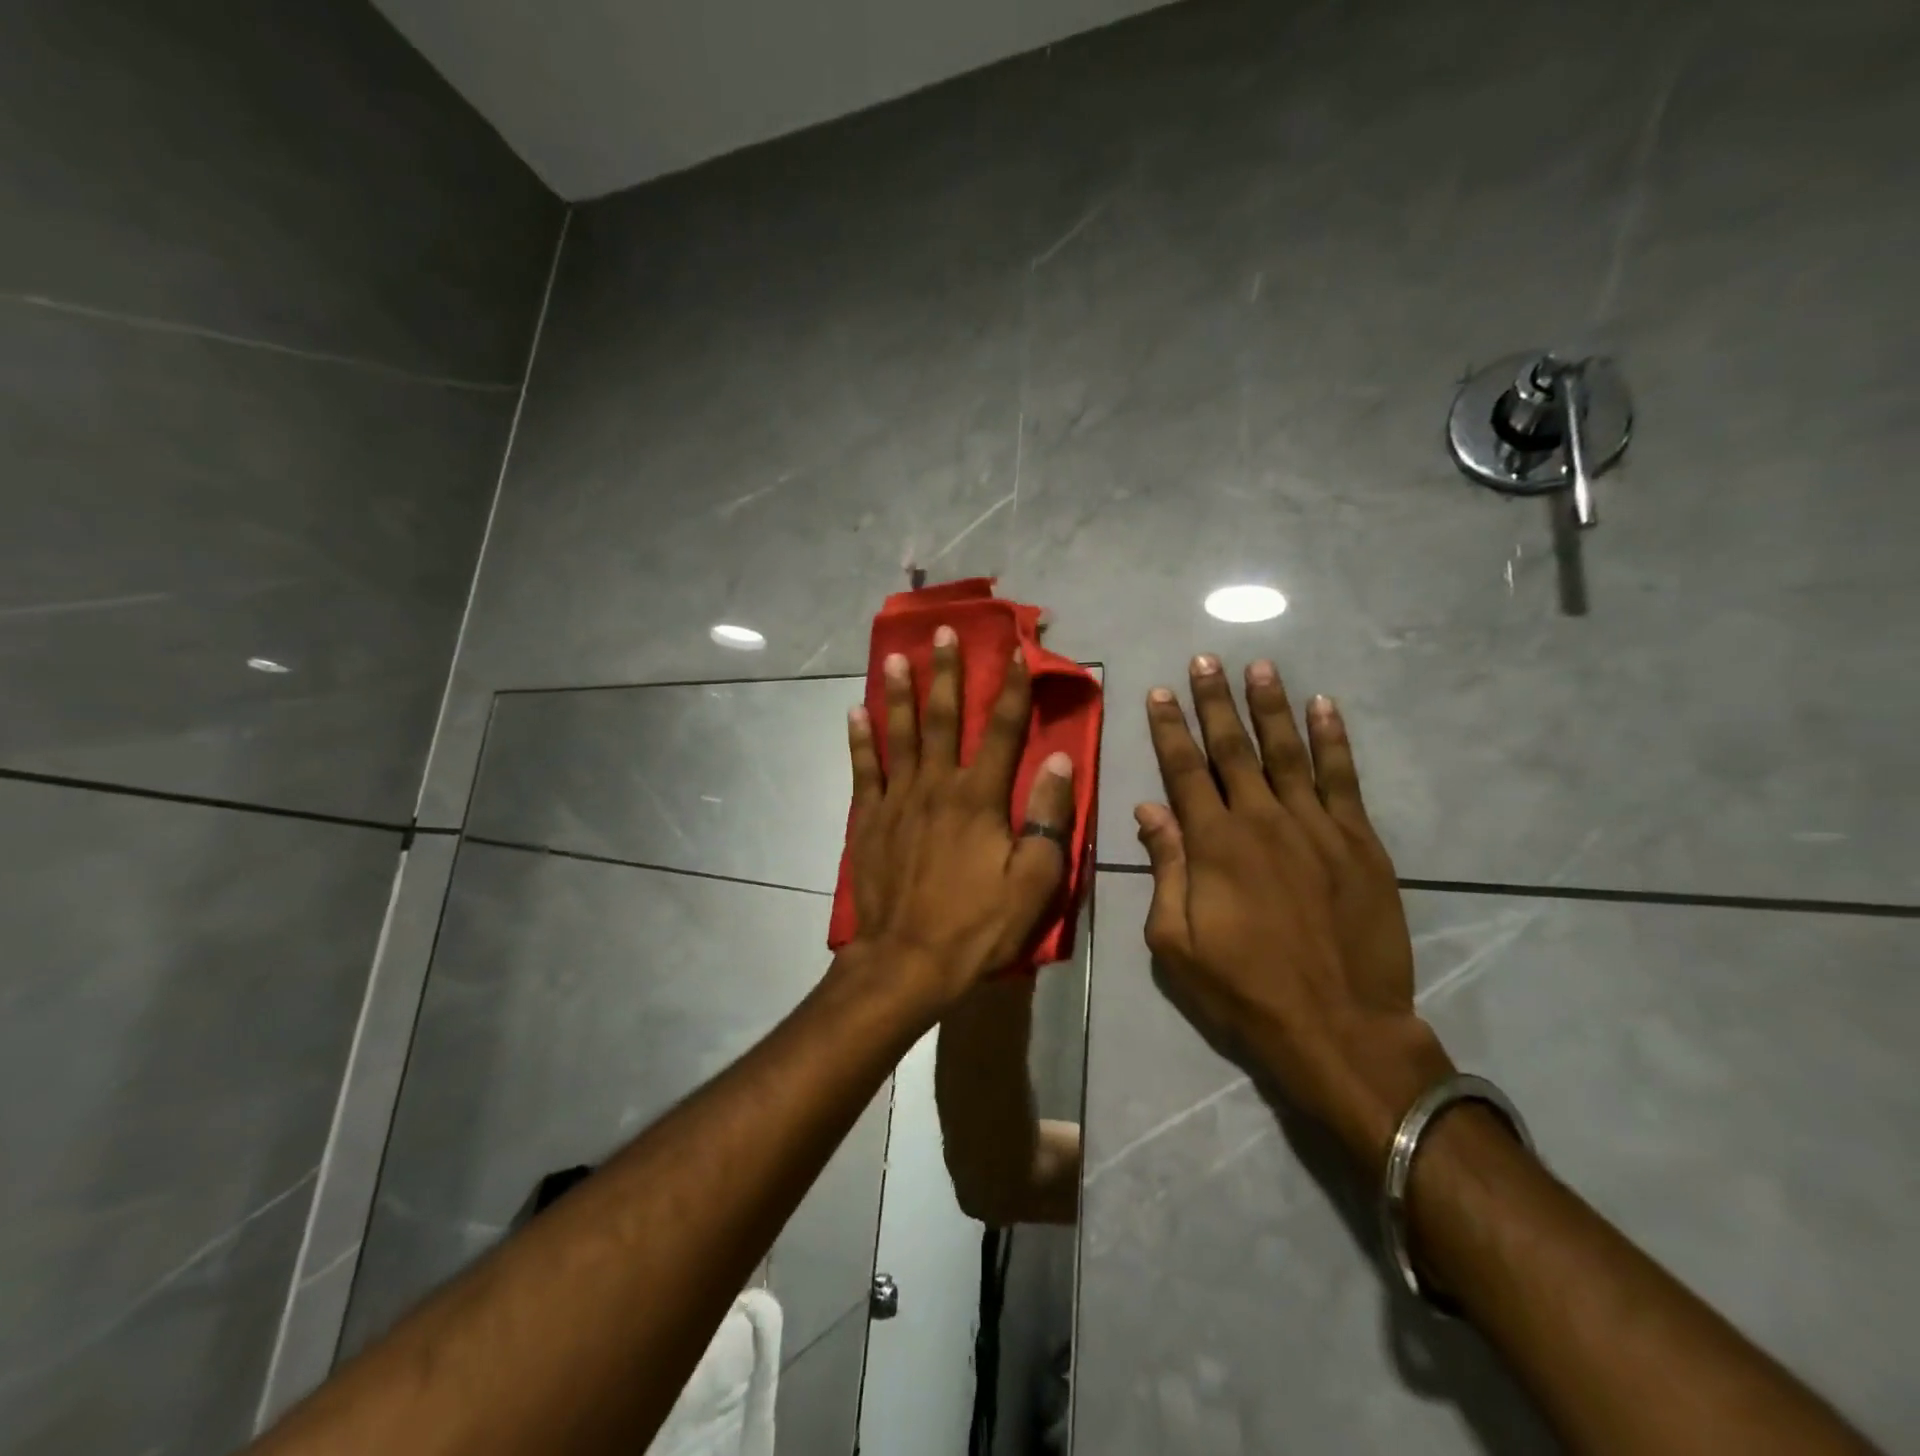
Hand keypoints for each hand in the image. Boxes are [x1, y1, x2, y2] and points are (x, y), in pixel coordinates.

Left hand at [846, 626, 1076, 1011]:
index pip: (1003, 730)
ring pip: (900, 734)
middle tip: (945, 632)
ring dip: (900, 692)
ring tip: (897, 656)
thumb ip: (1048, 818)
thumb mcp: (1033, 881)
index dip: (1013, 688)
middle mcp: (937, 786)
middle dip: (947, 672)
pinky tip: (856, 712)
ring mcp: (897, 800)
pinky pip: (864, 769)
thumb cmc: (977, 925)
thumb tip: (1062, 761)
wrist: (907, 961)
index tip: (1017, 651)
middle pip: (944, 718)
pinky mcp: (869, 819)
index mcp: (980, 798)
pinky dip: (860, 739)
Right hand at [1135, 655, 1450, 1172]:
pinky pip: (1343, 778)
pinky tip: (1324, 707)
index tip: (1159, 692)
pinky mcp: (1358, 841)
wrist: (1339, 1026)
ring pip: (1288, 752)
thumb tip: (1149, 811)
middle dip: (1214, 702)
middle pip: (1233, 749)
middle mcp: (1262, 820)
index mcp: (1213, 844)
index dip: (1169, 729)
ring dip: (1271, 706)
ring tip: (1260, 667)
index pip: (1184, 770)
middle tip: (1204, 660)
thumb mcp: (1177, 941)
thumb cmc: (1245, 988)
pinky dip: (1333, 740)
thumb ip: (1165, 869)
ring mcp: (1316, 827)